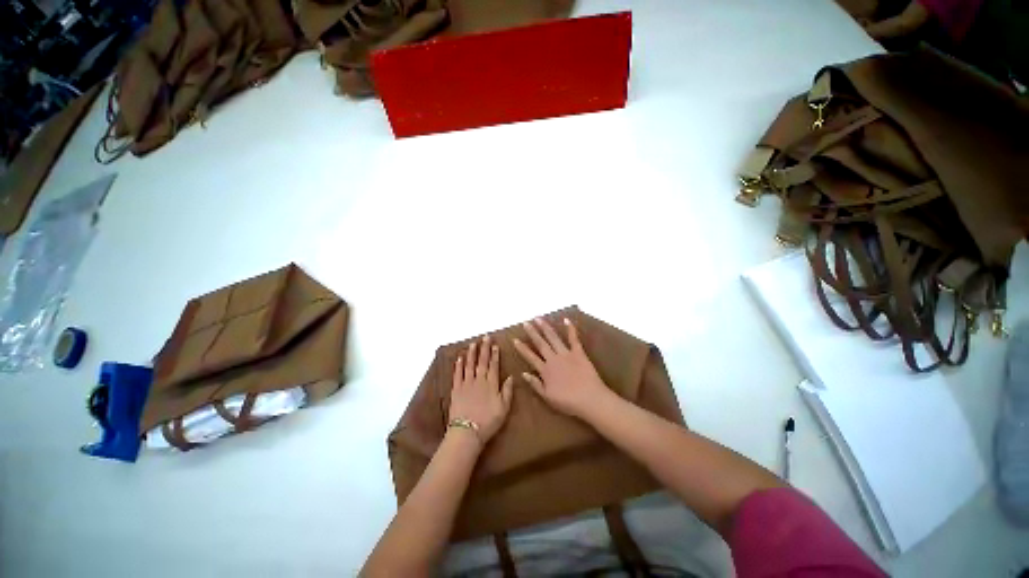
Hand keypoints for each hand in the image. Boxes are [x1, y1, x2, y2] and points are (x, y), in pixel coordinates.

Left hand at [449, 335, 513, 443]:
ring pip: (469, 365)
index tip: (495, 345)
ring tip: (473, 343)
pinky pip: (457, 374)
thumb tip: (511, 377)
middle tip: (485, 337)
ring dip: (472, 353)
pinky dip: (458, 365)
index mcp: (491, 384)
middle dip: (484, 349)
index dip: (495, 354)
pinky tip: (460, 358)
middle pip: (482, 362)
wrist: (467, 431)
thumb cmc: (488, 421)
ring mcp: (466, 384)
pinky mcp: (456, 389)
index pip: (494, 365)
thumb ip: (507, 391)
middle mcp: (479, 380)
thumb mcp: (504, 408)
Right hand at [513, 317, 612, 419]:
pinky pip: (574, 339)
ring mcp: (566, 354)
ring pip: (553, 338)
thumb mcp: (548, 397)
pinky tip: (566, 319)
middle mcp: (554, 359)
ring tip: (538, 318)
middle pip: (541, 344)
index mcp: (546, 370)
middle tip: (525, 323)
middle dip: (532, 333)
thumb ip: (535, 384)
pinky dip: (570, 329)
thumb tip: (523, 373)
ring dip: (545, 327)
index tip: (515, 339)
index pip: (531, 357)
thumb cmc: (568, 402)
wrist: (590, 399)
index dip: (522, 348)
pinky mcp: (579, 353)